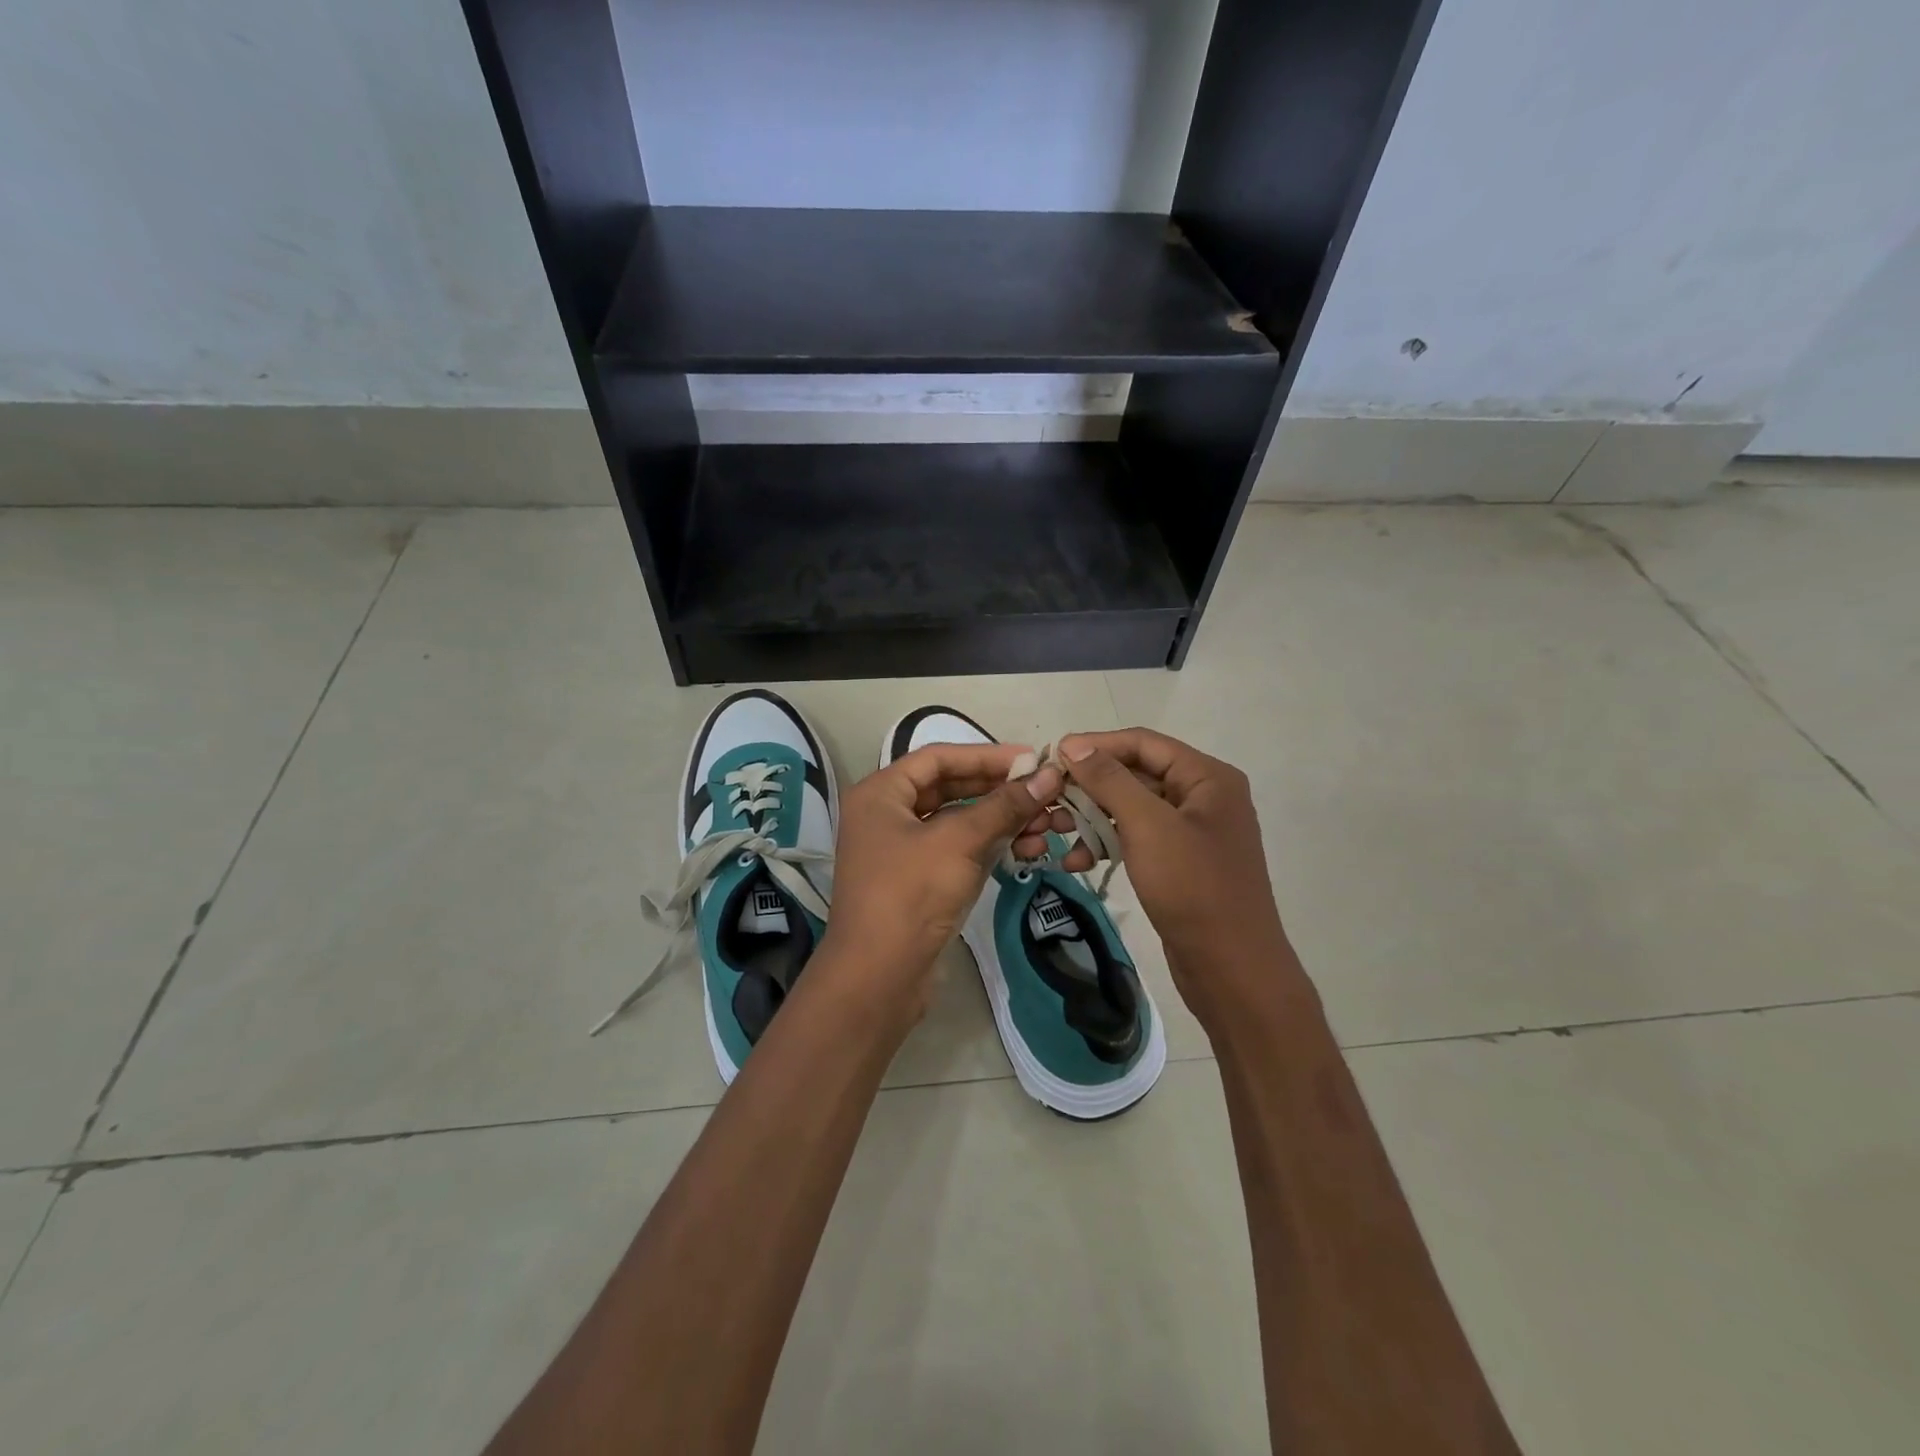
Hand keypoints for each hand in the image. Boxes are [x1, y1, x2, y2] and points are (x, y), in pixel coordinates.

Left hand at [820, 742, 1062, 1023]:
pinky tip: (1028, 851)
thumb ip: (1004, 805)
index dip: (987, 755)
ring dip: (1002, 821)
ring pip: (958, 821)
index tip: (1032, 759)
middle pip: (950, 788)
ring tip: (1047, 827)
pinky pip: (959, 850)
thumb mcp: (959, 841)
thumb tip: (1050, 775)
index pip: (939, 757)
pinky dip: (990, 847)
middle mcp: (887, 814)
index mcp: (881, 793)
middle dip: (999, 791)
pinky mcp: (919, 880)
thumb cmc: (911, 894)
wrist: (878, 978)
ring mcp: (902, 850)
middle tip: (1046, 793)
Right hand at [1019, 728, 1302, 1033]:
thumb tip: (1074, 745)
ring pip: (1131, 809)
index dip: (1096, 745)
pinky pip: (1137, 839)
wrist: (1231, 968)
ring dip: (1092, 817)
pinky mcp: (1179, 862)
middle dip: (1090, 786)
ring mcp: (1192, 832)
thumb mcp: (1148, 826)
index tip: (1052, 756)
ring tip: (1053, 829)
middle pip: (1136, 774)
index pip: (1143, 743)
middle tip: (1047, 797)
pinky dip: (1107, 844)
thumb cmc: (1193, 888)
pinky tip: (1075, 861)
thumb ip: (1110, 780)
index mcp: (1207, 777)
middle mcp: (1203, 797)